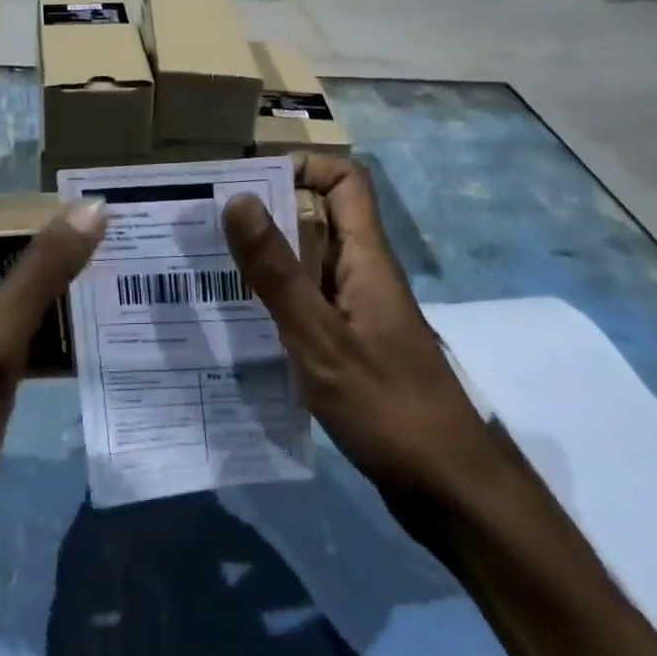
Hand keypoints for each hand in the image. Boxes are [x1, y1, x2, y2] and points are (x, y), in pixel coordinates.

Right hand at [223, 152, 498, 537]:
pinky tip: (239, 323)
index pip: (345, 180)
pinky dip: (275, 301)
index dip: (303, 167)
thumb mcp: (320, 337)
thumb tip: (237, 198)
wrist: (448, 488)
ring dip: (266, 259)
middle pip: (319, 217)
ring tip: (209, 269)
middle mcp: (363, 273)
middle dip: (267, 213)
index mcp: (366, 257)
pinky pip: (309, 303)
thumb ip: (277, 271)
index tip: (248, 183)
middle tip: (207, 227)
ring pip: (309, 263)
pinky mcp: (352, 344)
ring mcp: (358, 310)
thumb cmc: (388, 405)